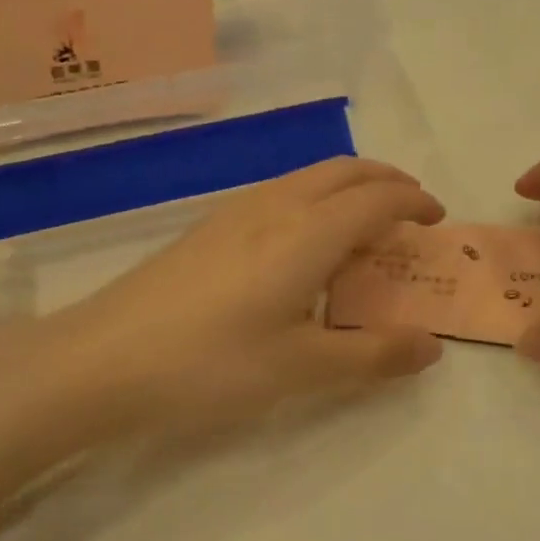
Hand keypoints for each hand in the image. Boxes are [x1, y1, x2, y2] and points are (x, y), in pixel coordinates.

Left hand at [31, 158, 445, 434]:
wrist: (101, 359)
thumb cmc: (210, 365)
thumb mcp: (300, 369)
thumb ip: (371, 355)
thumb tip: (431, 347)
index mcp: (307, 233)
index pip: (377, 198)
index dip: (415, 201)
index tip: (438, 219)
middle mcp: (276, 206)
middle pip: (345, 171)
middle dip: (387, 180)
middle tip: (412, 209)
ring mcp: (236, 211)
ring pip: (309, 176)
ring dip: (349, 186)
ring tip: (364, 224)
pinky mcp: (209, 226)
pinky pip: (281, 192)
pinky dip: (315, 198)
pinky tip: (302, 240)